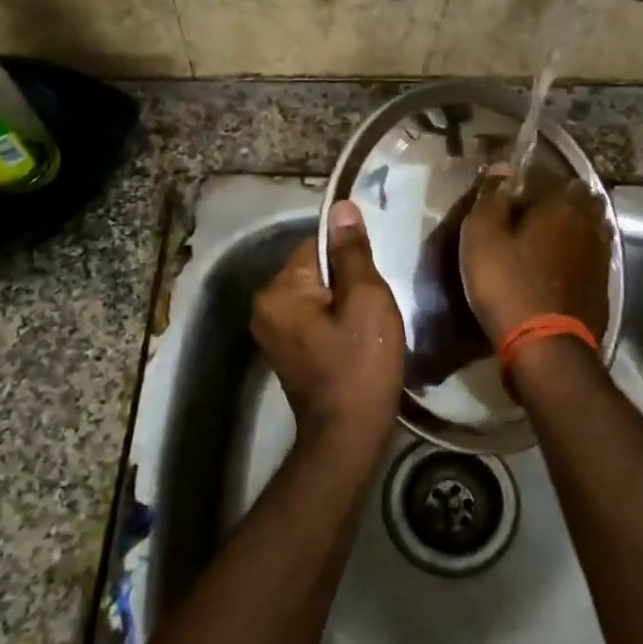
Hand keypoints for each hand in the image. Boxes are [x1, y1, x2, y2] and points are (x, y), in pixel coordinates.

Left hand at [251, 201, 405, 463]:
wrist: (347, 436)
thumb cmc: (360, 365)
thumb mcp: (366, 301)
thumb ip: (352, 253)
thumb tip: (341, 207)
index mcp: (278, 290)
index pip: (316, 244)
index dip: (350, 255)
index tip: (376, 274)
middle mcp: (265, 306)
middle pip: (314, 269)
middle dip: (347, 279)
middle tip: (377, 301)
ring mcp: (271, 331)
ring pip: (316, 294)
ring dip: (342, 300)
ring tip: (370, 320)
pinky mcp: (285, 350)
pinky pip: (312, 317)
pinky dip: (334, 320)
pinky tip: (356, 337)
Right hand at [459, 168, 611, 343]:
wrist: (546, 347)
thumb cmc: (508, 286)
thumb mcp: (482, 237)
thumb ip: (491, 197)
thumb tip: (504, 166)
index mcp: (562, 204)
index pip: (551, 175)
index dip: (530, 181)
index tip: (510, 193)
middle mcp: (589, 223)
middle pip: (578, 199)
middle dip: (558, 201)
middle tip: (530, 214)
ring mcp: (601, 255)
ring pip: (590, 227)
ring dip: (572, 227)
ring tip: (546, 239)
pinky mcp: (603, 284)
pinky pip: (592, 255)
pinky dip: (578, 254)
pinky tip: (561, 266)